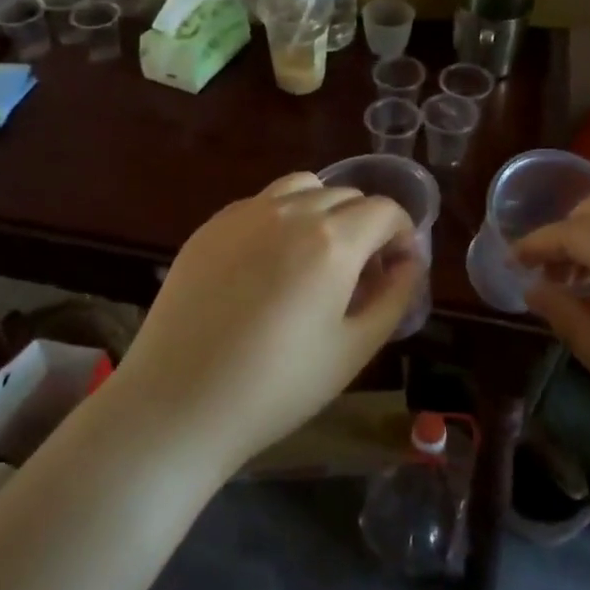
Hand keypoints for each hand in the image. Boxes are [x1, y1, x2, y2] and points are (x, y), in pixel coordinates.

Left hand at [111, 172, 419, 476]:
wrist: (179, 402)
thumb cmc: (277, 386)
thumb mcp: (354, 350)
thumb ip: (393, 297)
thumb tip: (410, 263)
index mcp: (332, 240)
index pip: (385, 210)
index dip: (403, 234)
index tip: (397, 268)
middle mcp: (290, 211)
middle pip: (346, 195)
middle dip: (366, 225)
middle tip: (360, 273)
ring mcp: (245, 213)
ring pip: (303, 187)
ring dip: (324, 210)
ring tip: (316, 255)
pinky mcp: (211, 225)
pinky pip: (261, 202)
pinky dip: (282, 216)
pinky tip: (269, 263)